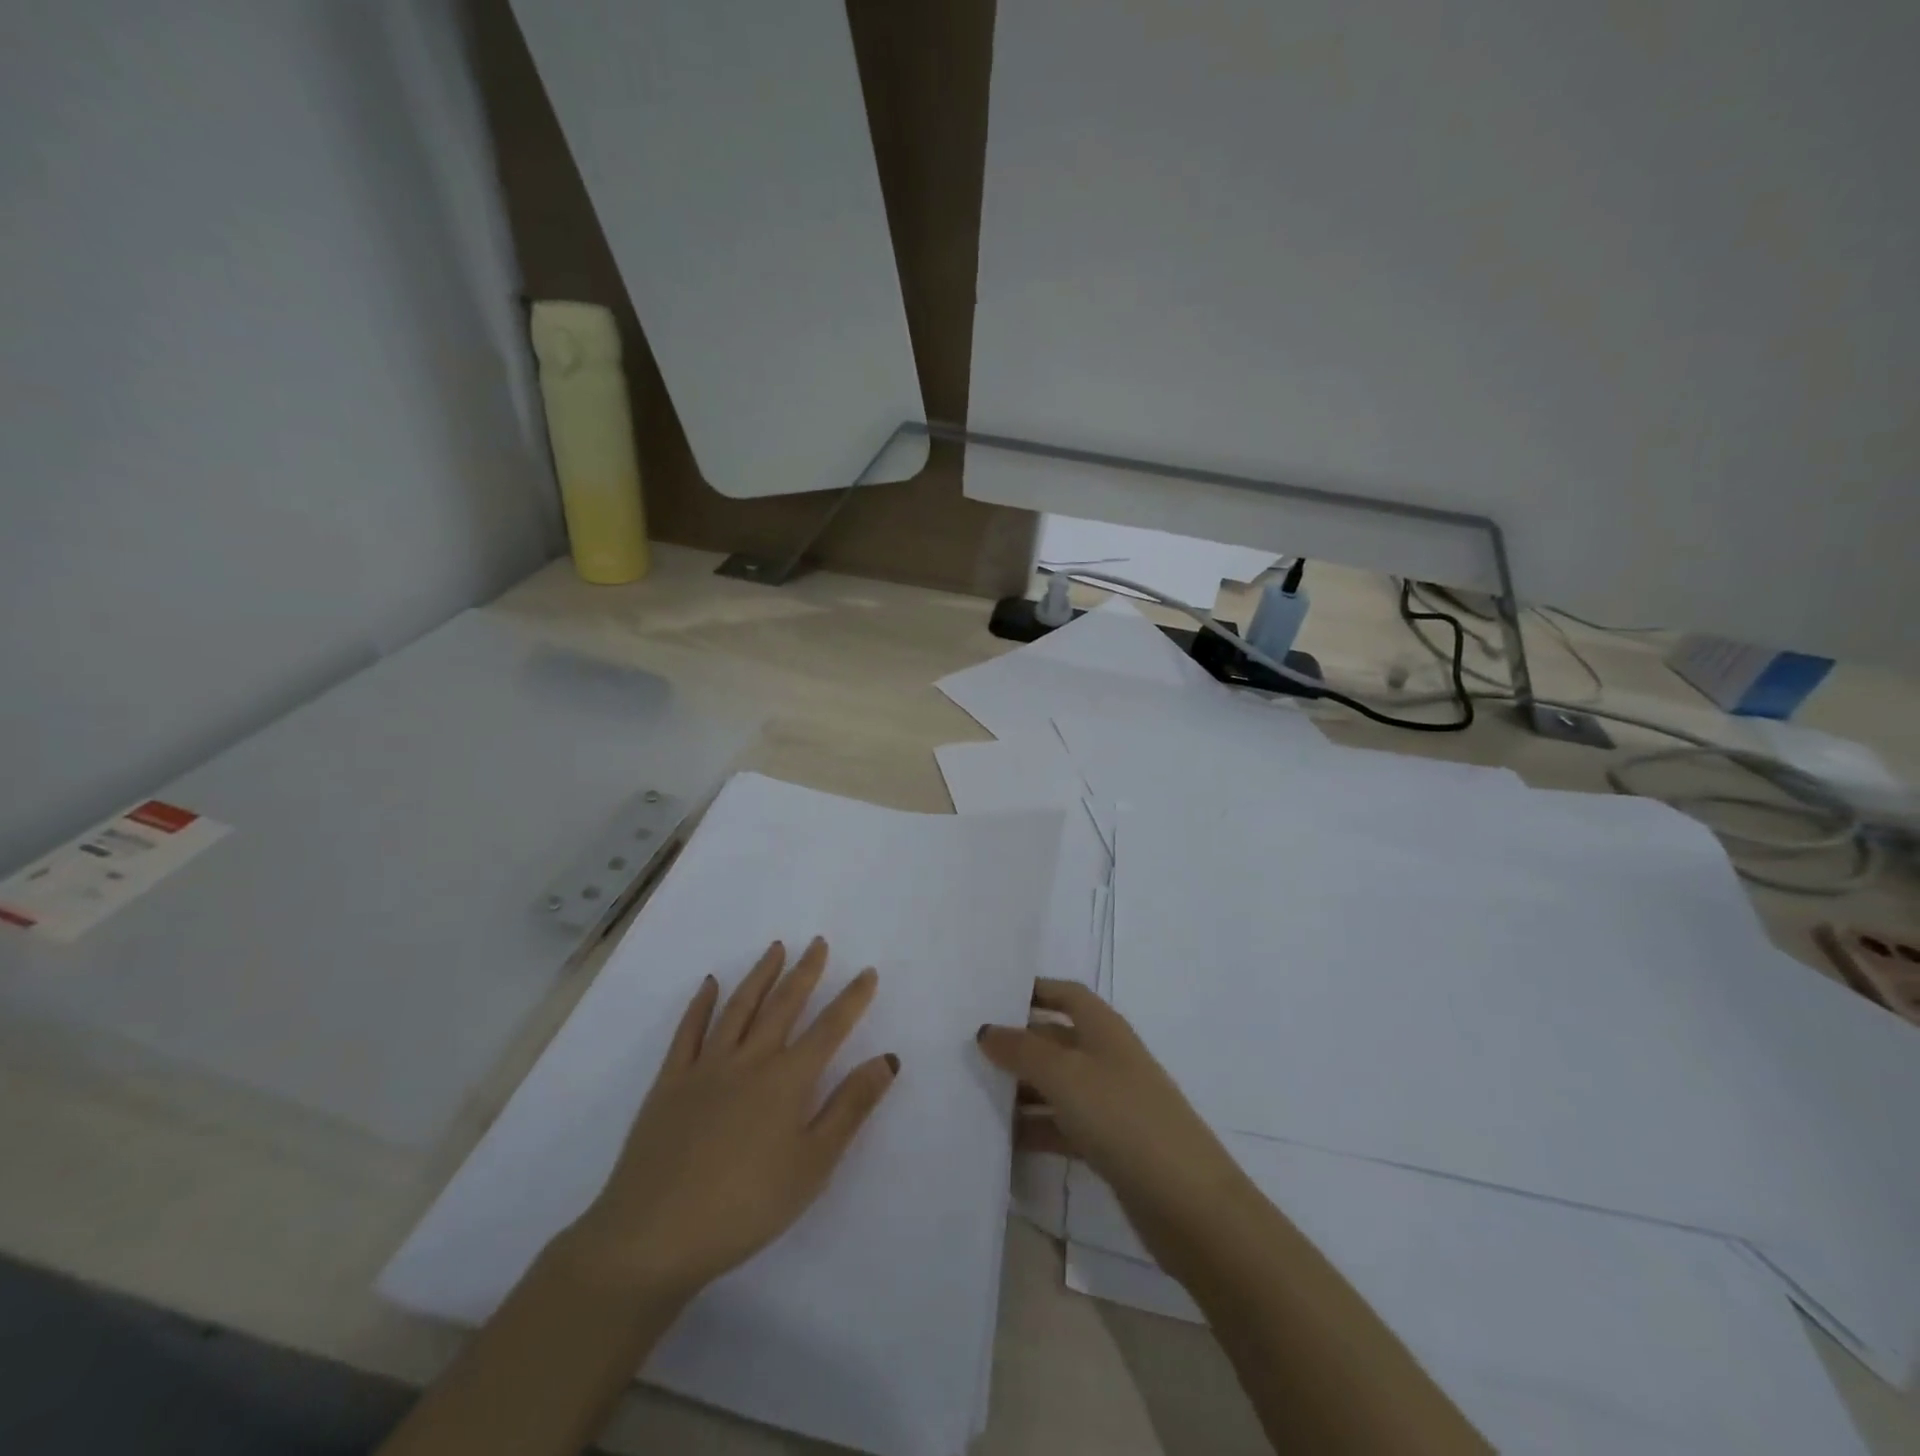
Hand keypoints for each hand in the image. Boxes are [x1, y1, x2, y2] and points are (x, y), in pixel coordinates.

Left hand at [566, 938, 897, 1304]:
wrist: (654, 1237)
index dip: (852, 999)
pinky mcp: (670, 1082)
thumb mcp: (813, 1165)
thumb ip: (851, 1107)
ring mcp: (706, 1067)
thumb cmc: (746, 1207)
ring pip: (739, 1007)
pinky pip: (688, 1031)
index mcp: (787, 1080)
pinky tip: (710, 984)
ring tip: (776, 948)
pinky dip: (701, 1004)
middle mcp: (749, 1059)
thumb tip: (888, 1059)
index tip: (867, 972)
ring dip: (760, 975)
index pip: (829, 1028)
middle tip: (818, 943)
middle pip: (783, 1005)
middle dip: (805, 972)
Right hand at [977, 980, 1258, 1270]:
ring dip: (1021, 1088)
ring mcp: (1109, 1102)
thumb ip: (1023, 1050)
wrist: (1187, 1202)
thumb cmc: (1123, 1118)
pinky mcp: (1108, 1144)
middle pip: (1055, 1039)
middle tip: (967, 1050)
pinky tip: (1002, 1139)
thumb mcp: (1066, 1075)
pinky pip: (1062, 1125)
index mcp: (1103, 1028)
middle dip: (1017, 1043)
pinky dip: (1035, 1128)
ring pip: (1056, 1084)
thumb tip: (986, 1030)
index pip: (1065, 994)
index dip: (1032, 990)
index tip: (989, 997)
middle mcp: (1106, 1057)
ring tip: (974, 1094)